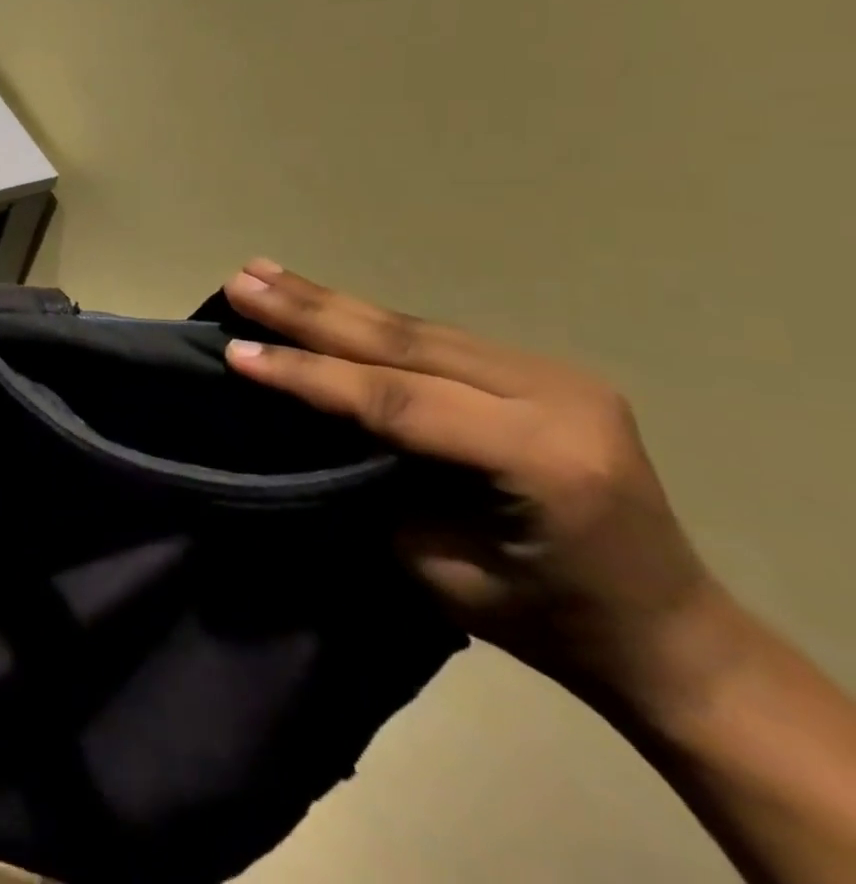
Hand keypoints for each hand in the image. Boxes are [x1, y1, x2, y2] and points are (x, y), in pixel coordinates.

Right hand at [220, 259, 724, 716]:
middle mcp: (555, 396)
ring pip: (414, 327)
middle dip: (308, 311)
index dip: (310, 374)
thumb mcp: (441, 566)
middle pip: (404, 343)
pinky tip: (320, 297)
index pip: (398, 399)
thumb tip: (302, 417)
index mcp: (542, 457)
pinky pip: (433, 335)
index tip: (236, 353)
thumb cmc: (545, 620)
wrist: (668, 632)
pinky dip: (366, 318)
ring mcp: (553, 372)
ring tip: (263, 272)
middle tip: (242, 281)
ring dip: (329, 300)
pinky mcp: (539, 366)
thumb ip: (376, 478)